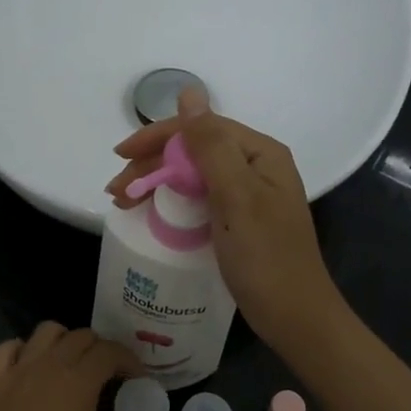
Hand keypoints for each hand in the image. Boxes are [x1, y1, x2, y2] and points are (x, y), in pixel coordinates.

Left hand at [0, 323, 156, 410]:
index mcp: (78, 383)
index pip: (110, 351)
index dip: (129, 361)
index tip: (137, 380)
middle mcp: (47, 367)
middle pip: (81, 336)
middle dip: (102, 349)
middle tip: (111, 376)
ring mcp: (16, 373)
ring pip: (46, 331)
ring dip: (66, 341)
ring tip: (74, 366)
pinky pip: (8, 348)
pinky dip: (25, 349)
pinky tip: (34, 370)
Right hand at [108, 90, 346, 348]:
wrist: (295, 318)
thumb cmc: (266, 257)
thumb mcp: (236, 197)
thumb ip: (211, 145)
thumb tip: (190, 92)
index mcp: (260, 153)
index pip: (201, 128)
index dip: (157, 137)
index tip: (120, 156)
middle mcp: (256, 166)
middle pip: (195, 150)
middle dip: (152, 165)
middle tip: (116, 191)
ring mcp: (249, 194)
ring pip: (194, 175)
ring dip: (157, 183)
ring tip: (123, 203)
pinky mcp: (240, 220)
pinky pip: (200, 198)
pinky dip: (172, 202)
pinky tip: (152, 213)